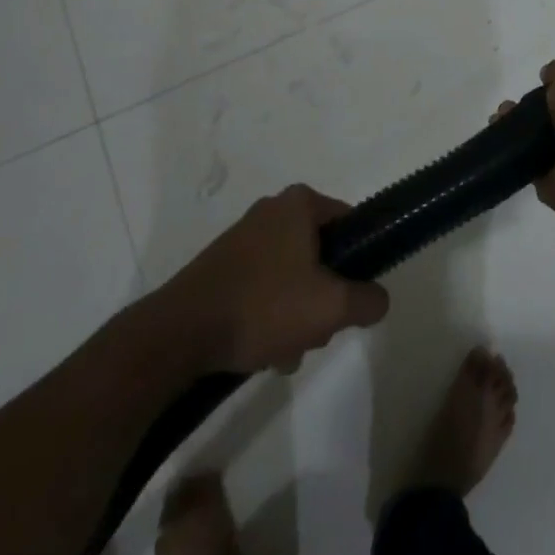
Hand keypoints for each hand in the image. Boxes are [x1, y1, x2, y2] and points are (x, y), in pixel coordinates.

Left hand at [155, 184, 388, 374]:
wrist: (176, 335)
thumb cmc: (263, 306)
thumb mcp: (332, 307)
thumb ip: (368, 300)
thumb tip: (378, 299)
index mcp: (300, 203)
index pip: (350, 224)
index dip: (359, 261)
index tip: (351, 296)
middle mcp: (272, 210)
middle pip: (320, 254)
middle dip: (322, 297)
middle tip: (316, 331)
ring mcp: (242, 238)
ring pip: (291, 275)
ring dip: (296, 313)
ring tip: (284, 351)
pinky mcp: (220, 267)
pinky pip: (262, 286)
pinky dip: (267, 315)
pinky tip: (260, 350)